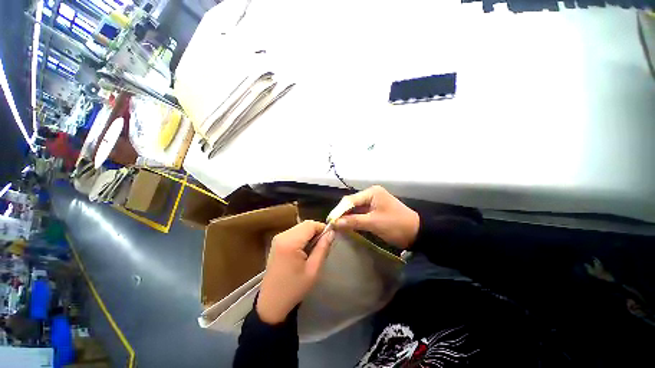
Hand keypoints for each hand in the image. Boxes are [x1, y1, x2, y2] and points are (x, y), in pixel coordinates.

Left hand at [256, 221, 334, 323]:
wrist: (272, 302)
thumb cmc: (294, 288)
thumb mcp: (313, 270)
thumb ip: (323, 248)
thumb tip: (331, 233)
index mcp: (290, 242)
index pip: (310, 224)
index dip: (322, 228)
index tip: (329, 239)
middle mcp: (282, 235)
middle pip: (305, 224)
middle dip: (316, 231)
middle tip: (322, 246)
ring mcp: (278, 238)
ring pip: (300, 227)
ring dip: (309, 234)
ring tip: (313, 250)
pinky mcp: (277, 242)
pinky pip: (294, 233)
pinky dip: (302, 237)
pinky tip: (303, 251)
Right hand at [334, 186, 418, 248]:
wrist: (417, 233)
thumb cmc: (396, 225)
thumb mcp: (374, 223)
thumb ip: (353, 221)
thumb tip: (335, 223)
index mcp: (372, 193)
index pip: (350, 200)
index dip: (339, 210)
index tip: (330, 220)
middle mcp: (371, 194)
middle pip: (352, 203)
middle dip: (342, 213)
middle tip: (332, 224)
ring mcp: (373, 202)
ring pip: (355, 209)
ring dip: (347, 217)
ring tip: (337, 225)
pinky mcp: (375, 210)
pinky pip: (361, 213)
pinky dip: (354, 219)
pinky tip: (347, 225)